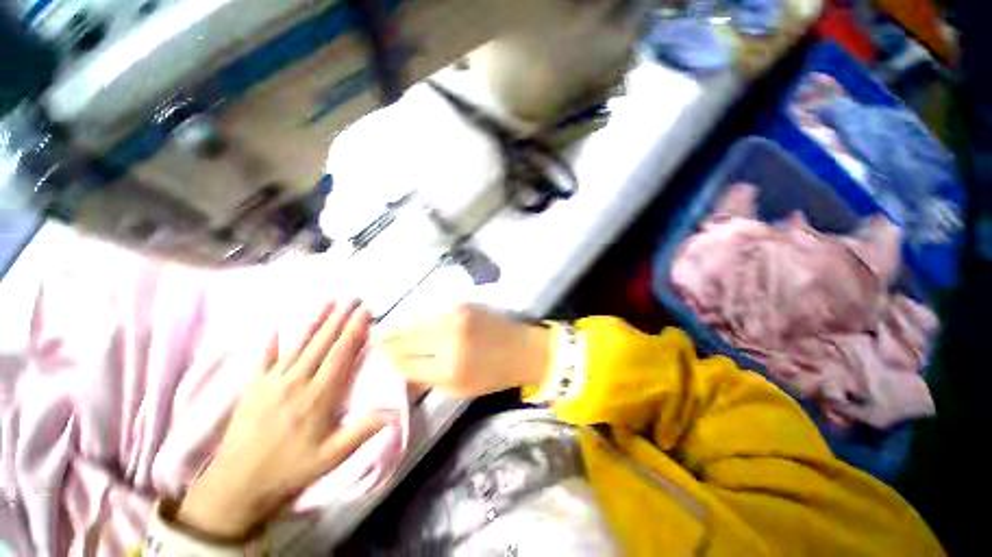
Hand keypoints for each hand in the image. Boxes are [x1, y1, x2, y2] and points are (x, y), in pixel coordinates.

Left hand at [177, 301, 395, 540]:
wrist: (236, 485)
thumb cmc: (290, 470)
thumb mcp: (331, 457)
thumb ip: (363, 430)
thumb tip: (396, 413)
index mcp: (317, 396)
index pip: (340, 355)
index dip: (354, 331)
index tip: (365, 312)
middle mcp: (296, 382)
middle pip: (322, 343)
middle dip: (339, 318)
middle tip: (352, 298)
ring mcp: (271, 382)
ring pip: (298, 344)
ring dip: (314, 321)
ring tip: (328, 302)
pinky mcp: (252, 387)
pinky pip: (263, 358)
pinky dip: (271, 341)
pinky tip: (276, 327)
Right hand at [377, 304, 551, 397]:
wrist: (523, 349)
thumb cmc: (494, 374)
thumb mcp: (459, 388)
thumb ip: (427, 377)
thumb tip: (401, 365)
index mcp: (448, 370)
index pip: (405, 363)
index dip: (389, 359)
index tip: (377, 356)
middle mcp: (449, 341)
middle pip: (405, 339)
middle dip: (386, 340)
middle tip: (373, 339)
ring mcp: (456, 318)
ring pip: (415, 322)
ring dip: (399, 327)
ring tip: (385, 330)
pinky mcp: (462, 305)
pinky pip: (430, 313)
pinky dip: (418, 319)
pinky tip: (410, 322)